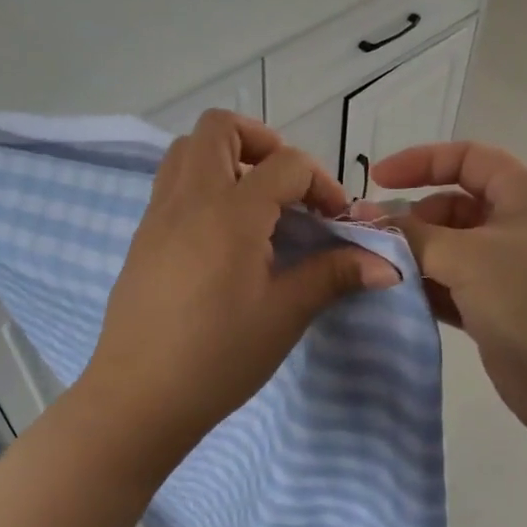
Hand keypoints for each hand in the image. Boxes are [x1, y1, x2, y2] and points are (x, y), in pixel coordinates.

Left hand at [78, 111, 399, 469]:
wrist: (139, 398)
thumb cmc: (218, 356)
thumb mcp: (284, 314)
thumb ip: (333, 275)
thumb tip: (387, 265)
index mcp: (230, 211)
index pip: (286, 164)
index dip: (322, 184)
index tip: (336, 221)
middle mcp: (189, 198)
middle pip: (220, 128)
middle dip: (263, 142)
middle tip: (287, 187)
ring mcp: (158, 215)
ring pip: (186, 150)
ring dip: (226, 158)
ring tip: (255, 204)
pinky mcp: (142, 237)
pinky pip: (171, 184)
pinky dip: (202, 185)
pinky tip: (223, 236)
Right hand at [363, 142, 526, 440]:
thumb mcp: (467, 256)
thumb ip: (412, 235)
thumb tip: (366, 219)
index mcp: (525, 192)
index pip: (467, 158)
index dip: (420, 162)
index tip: (375, 181)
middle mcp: (519, 224)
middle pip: (453, 206)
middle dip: (412, 219)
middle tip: (370, 241)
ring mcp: (510, 270)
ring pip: (450, 250)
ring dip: (414, 258)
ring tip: (375, 270)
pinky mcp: (498, 309)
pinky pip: (452, 287)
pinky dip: (426, 289)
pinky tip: (394, 298)